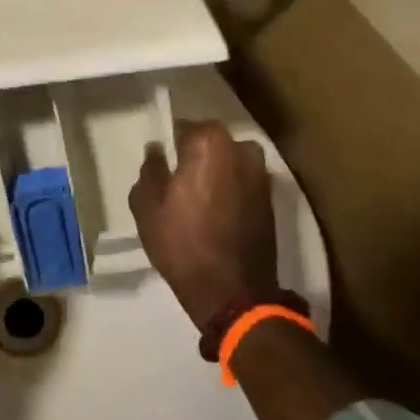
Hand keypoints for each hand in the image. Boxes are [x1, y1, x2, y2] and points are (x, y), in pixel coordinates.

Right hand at [129, 121, 278, 333]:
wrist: (232, 292)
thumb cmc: (182, 244)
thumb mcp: (147, 207)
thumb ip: (150, 170)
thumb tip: (157, 149)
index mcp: (208, 143)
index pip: (185, 127)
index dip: (173, 145)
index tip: (165, 163)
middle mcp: (241, 149)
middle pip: (212, 142)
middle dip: (198, 155)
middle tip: (180, 181)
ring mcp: (261, 174)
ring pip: (231, 161)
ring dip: (218, 171)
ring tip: (202, 198)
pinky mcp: (272, 199)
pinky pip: (245, 182)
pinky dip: (233, 190)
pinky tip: (219, 212)